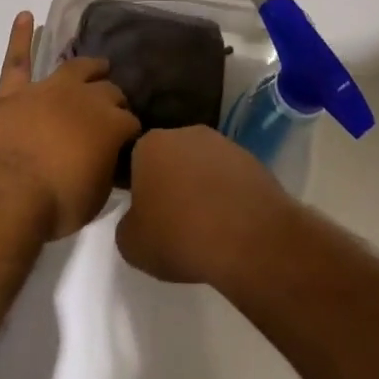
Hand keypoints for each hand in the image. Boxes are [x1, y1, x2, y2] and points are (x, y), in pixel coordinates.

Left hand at [0, 12, 140, 240]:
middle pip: (108, 91)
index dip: (131, 133)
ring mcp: (48, 90)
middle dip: (115, 100)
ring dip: (89, 66)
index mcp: (111, 123)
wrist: (7, 194)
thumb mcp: (97, 197)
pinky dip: (20, 37)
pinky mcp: (15, 92)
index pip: (130, 121)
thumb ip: (107, 171)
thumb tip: (111, 163)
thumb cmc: (58, 203)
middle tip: (115, 112)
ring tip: (97, 65)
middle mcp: (85, 97)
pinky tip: (25, 16)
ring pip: (75, 68)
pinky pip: (17, 60)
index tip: (129, 145)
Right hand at [117, 125, 293, 285]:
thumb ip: (127, 225)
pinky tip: (229, 224)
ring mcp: (222, 143)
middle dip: (170, 183)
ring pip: (201, 166)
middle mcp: (185, 132)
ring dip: (200, 187)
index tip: (146, 216)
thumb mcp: (132, 245)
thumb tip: (139, 219)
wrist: (248, 238)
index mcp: (150, 144)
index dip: (139, 190)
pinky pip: (229, 177)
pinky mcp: (251, 159)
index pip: (135, 161)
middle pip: (170, 158)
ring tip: (205, 226)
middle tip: (173, 221)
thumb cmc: (180, 237)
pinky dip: (226, 195)